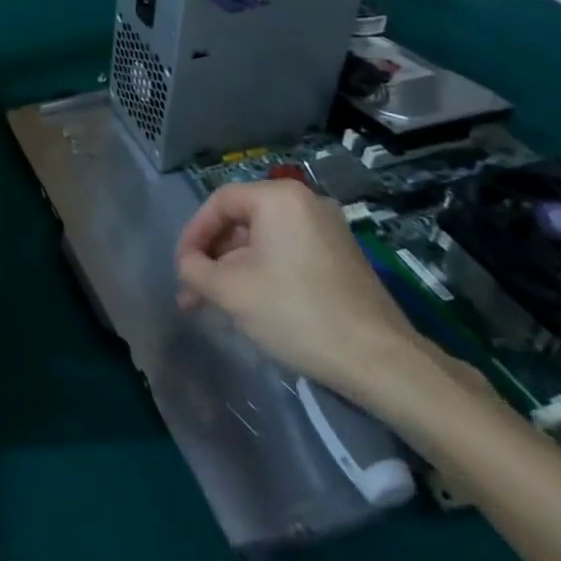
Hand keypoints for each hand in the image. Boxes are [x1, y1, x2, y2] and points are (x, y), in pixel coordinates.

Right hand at [174, 179, 428, 400]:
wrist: (380, 361)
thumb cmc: (296, 313)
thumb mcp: (230, 291)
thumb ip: (194, 269)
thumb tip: (188, 264)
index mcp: (279, 198)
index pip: (219, 203)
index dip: (192, 234)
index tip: (180, 268)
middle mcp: (306, 203)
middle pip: (242, 221)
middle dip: (213, 257)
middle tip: (194, 293)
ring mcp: (329, 229)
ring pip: (263, 241)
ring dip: (235, 269)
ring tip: (217, 306)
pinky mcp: (342, 257)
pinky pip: (288, 253)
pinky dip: (263, 273)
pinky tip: (252, 306)